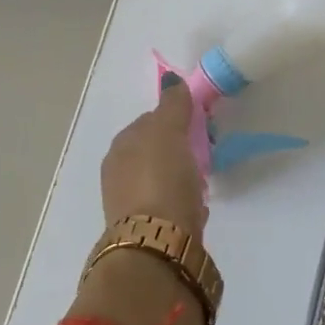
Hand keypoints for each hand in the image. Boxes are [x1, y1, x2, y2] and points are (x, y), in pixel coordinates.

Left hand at [99, 75, 206, 235]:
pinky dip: (182, 202)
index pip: (150, 121)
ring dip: (181, 177)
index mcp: (121, 145)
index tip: (201, 126)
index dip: (176, 120)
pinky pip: (168, 205)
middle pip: (155, 150)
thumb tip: (171, 81)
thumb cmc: (161, 178)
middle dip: (179, 150)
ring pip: (161, 178)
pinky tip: (196, 208)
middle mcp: (118, 171)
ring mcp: (129, 202)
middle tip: (206, 154)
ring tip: (203, 182)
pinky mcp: (146, 229)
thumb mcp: (168, 131)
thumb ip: (172, 105)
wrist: (158, 244)